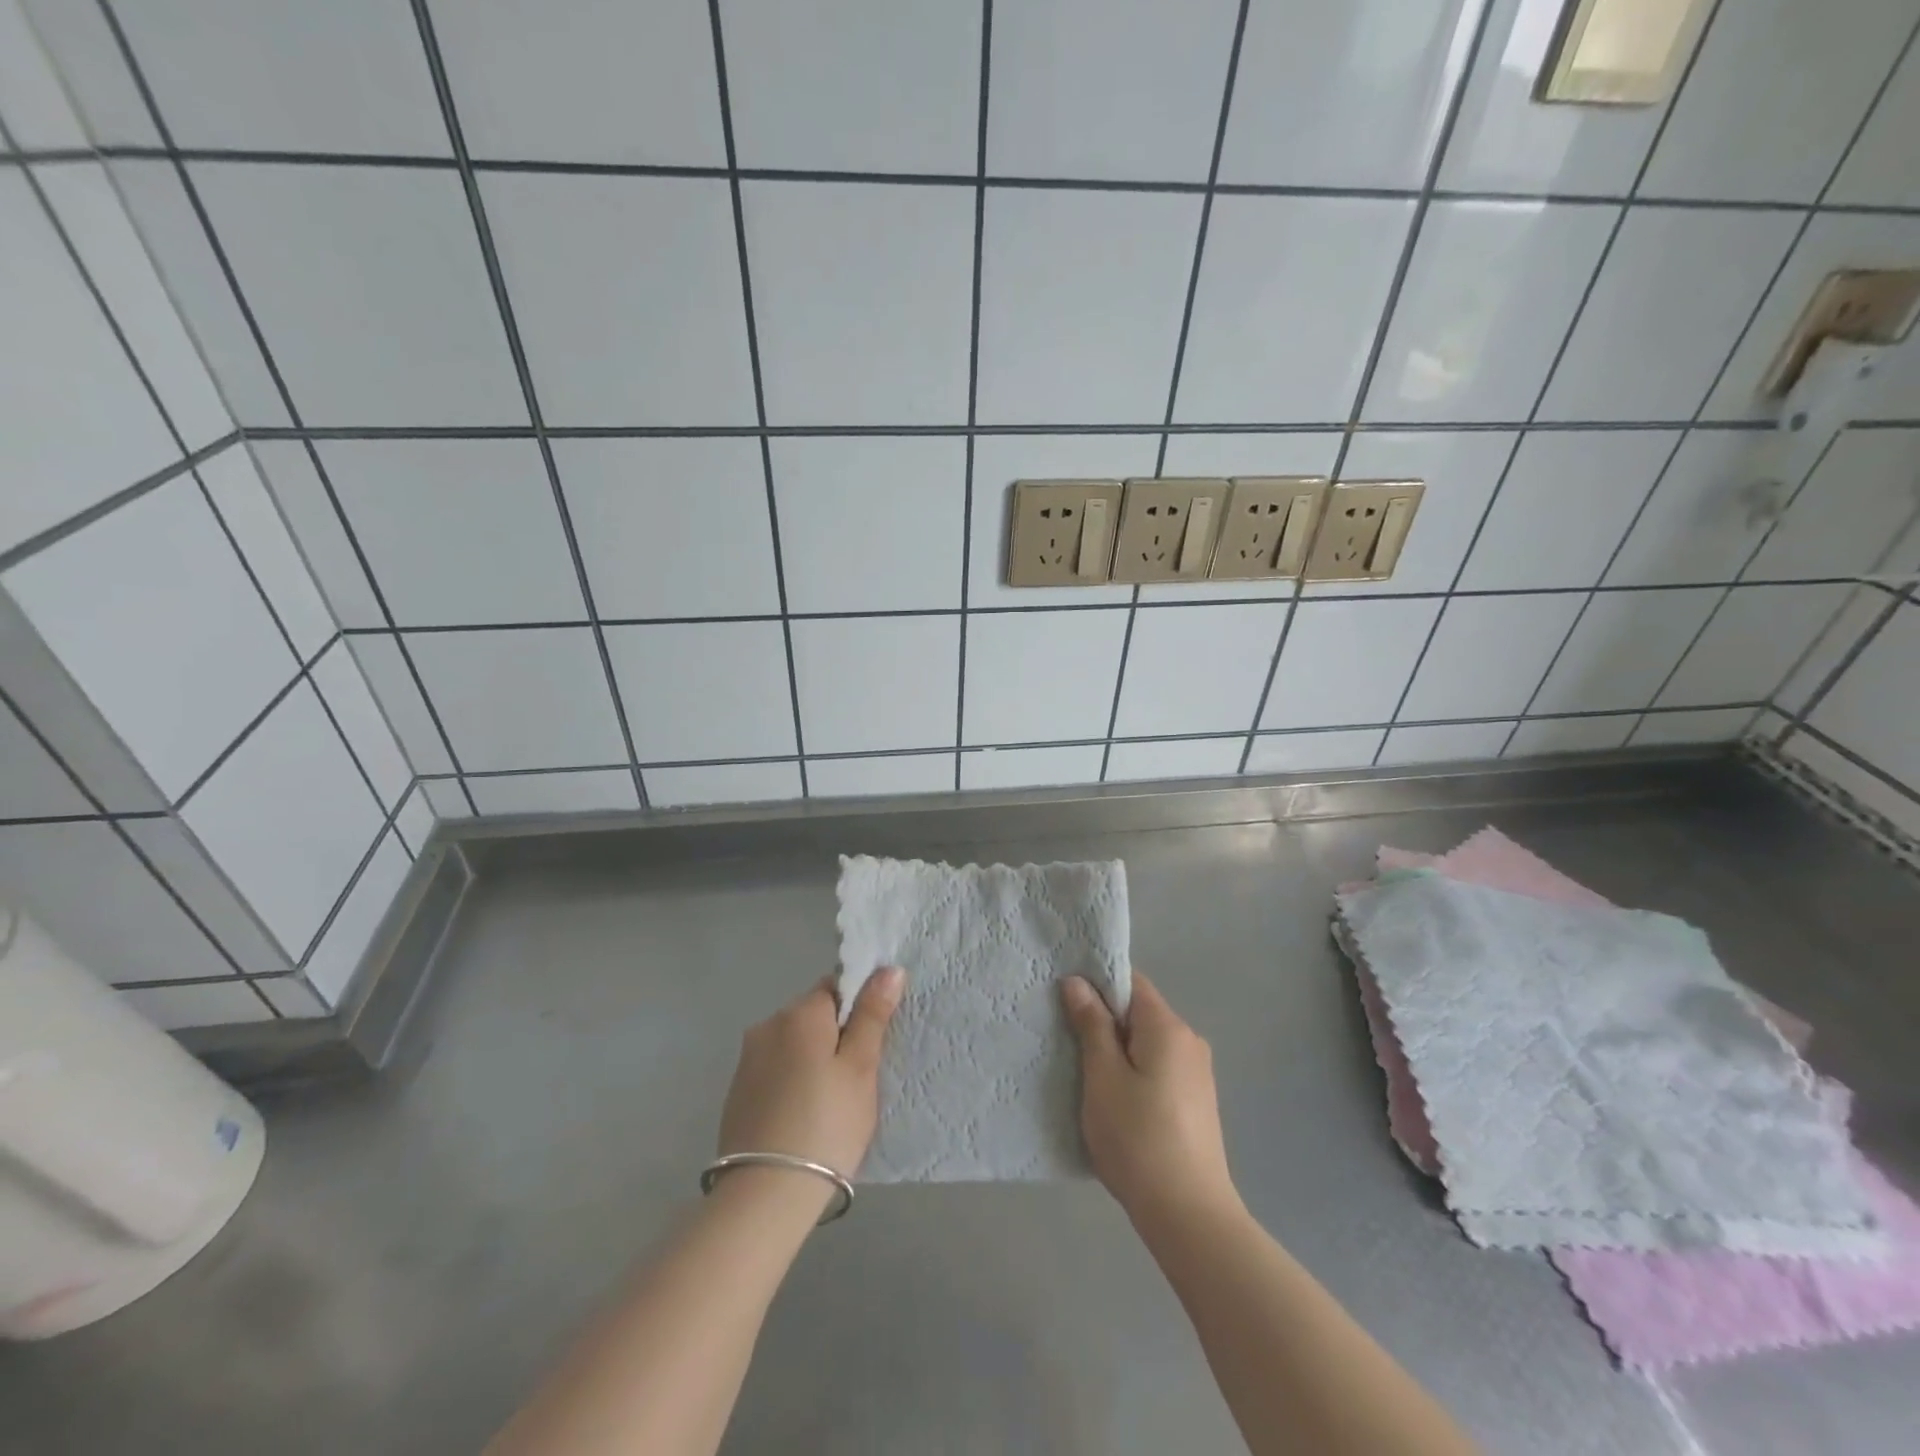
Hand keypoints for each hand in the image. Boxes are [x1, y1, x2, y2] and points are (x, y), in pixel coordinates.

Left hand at [718, 968, 904, 1181]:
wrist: (765, 1195)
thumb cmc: (826, 1124)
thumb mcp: (861, 1068)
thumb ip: (873, 1015)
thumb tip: (889, 969)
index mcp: (799, 1013)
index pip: (836, 986)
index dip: (858, 1009)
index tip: (871, 1044)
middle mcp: (767, 1025)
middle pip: (813, 1015)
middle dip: (836, 1036)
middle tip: (856, 1079)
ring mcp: (747, 1060)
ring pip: (793, 1044)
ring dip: (812, 1059)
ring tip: (830, 1103)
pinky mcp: (737, 1092)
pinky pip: (775, 1070)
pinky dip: (792, 1082)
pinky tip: (802, 1116)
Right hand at [1062, 972, 1237, 1228]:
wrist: (1189, 1216)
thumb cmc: (1138, 1139)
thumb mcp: (1103, 1077)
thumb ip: (1092, 1025)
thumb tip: (1078, 982)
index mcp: (1168, 1027)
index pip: (1131, 982)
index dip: (1097, 983)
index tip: (1064, 997)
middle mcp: (1189, 1041)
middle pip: (1139, 1013)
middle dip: (1103, 1021)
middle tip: (1065, 1038)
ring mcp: (1196, 1074)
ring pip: (1146, 1044)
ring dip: (1116, 1050)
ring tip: (1083, 1072)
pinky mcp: (1195, 1103)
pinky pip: (1157, 1069)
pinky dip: (1133, 1073)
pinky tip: (1113, 1101)